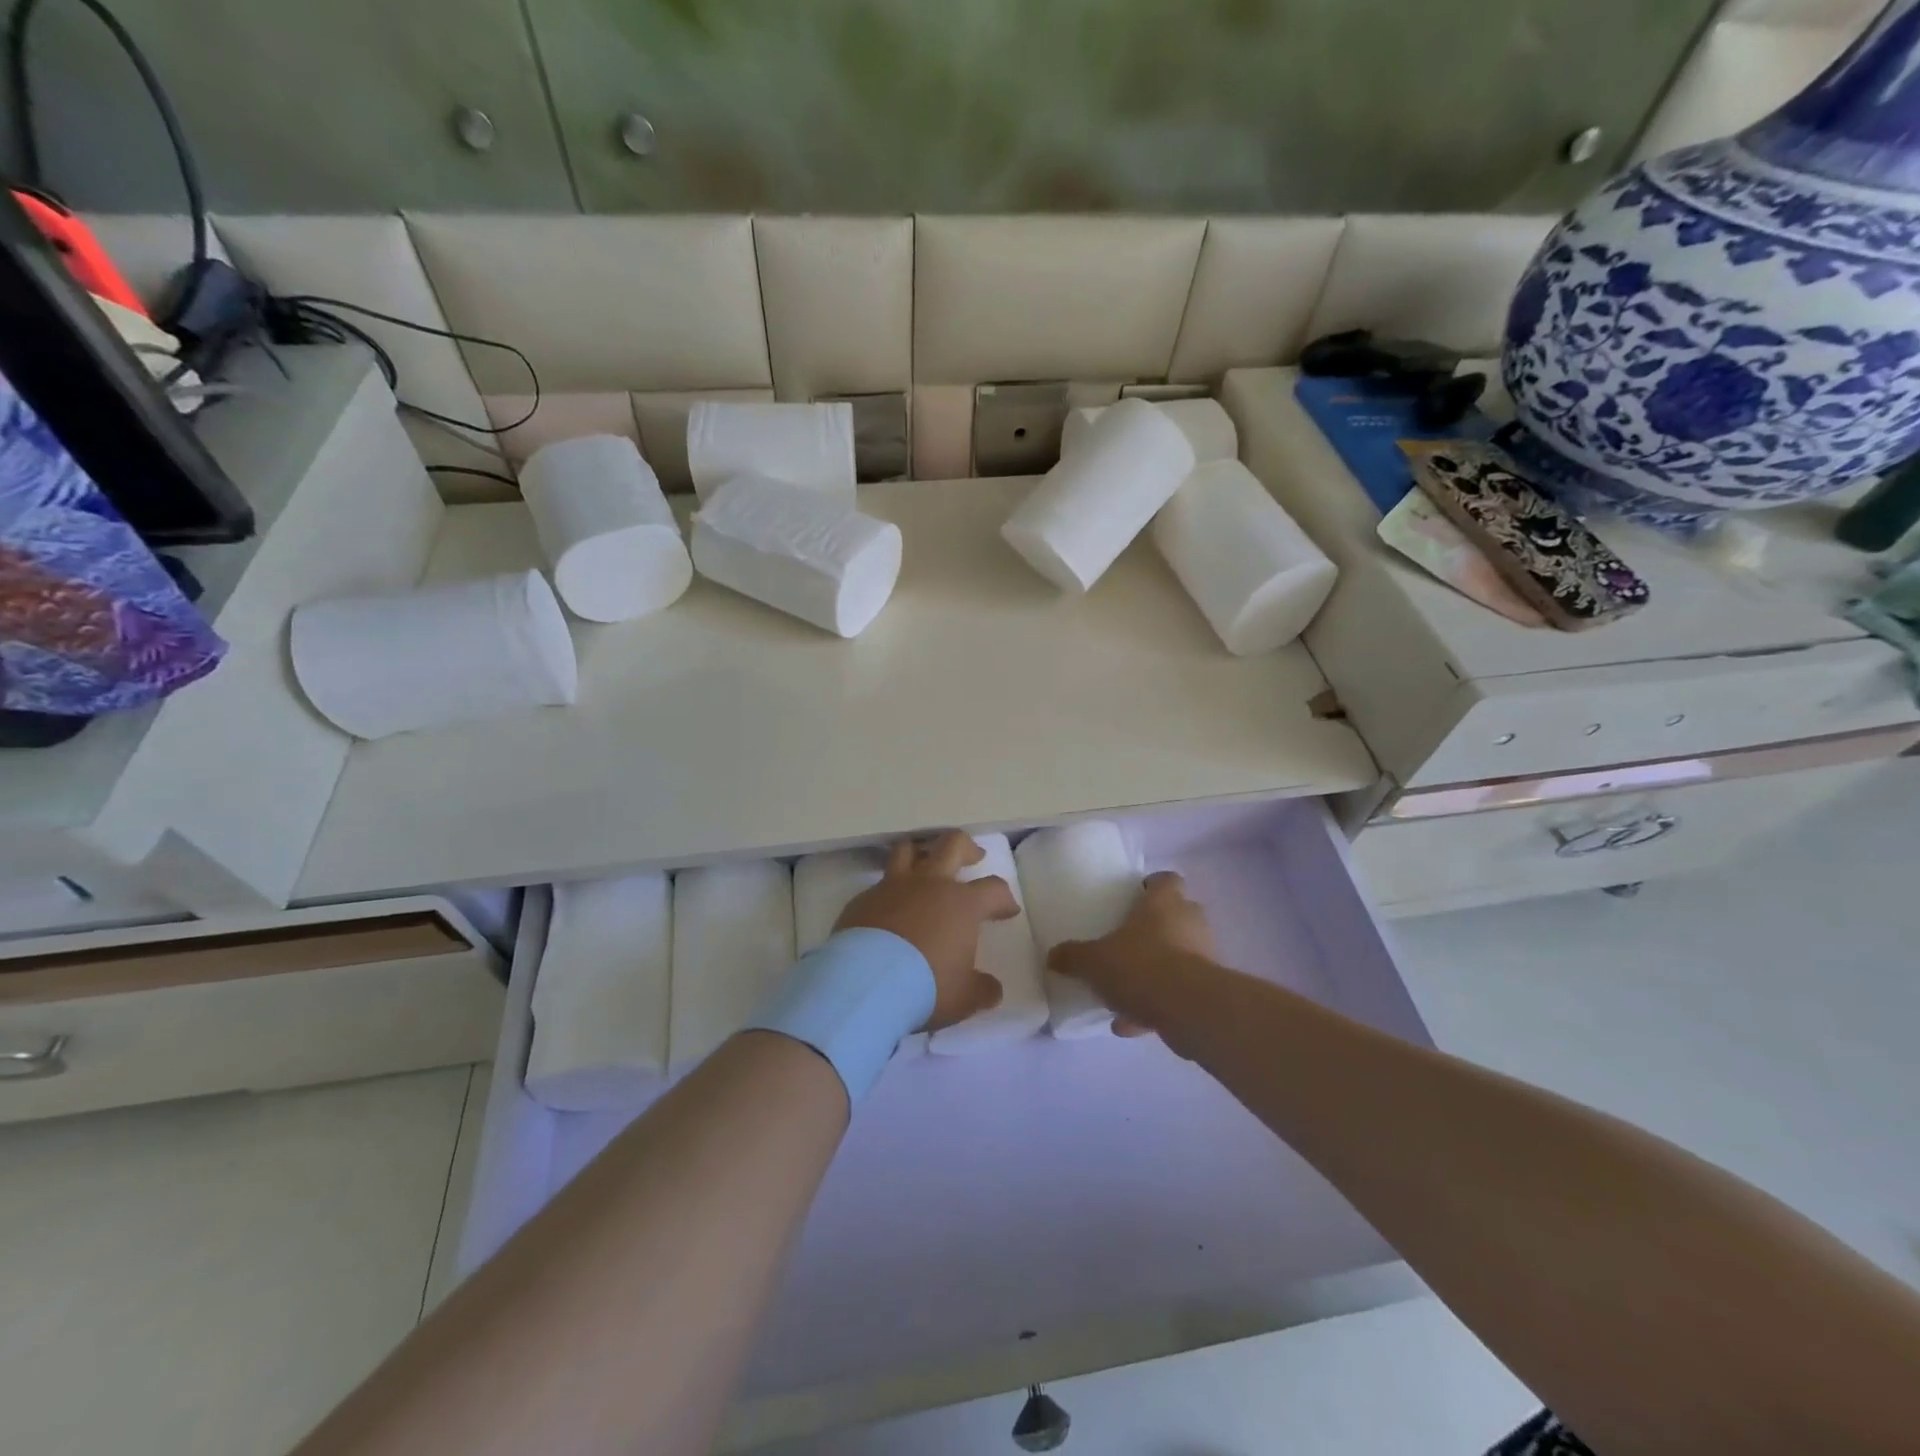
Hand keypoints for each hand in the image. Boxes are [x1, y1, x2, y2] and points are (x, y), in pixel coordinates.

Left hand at [834, 831, 1016, 1030]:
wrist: (865, 982)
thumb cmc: (925, 986)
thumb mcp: (964, 997)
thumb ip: (982, 990)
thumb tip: (992, 990)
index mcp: (962, 904)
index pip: (994, 889)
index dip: (1004, 898)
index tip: (1007, 910)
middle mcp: (930, 884)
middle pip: (953, 844)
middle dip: (967, 848)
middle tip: (973, 857)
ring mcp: (893, 887)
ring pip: (908, 850)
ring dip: (921, 853)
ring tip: (924, 863)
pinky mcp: (863, 899)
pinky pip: (879, 884)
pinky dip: (889, 891)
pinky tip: (888, 909)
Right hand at [1047, 871, 1217, 1038]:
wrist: (1188, 1009)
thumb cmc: (1140, 966)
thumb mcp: (1093, 961)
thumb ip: (1073, 957)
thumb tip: (1052, 957)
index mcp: (1163, 903)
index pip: (1167, 880)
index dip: (1154, 886)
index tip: (1136, 897)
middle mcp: (1189, 922)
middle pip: (1177, 916)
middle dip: (1156, 929)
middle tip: (1129, 941)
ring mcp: (1203, 956)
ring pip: (1178, 956)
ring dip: (1156, 970)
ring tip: (1125, 990)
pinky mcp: (1207, 990)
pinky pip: (1178, 991)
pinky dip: (1158, 1004)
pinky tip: (1131, 1024)